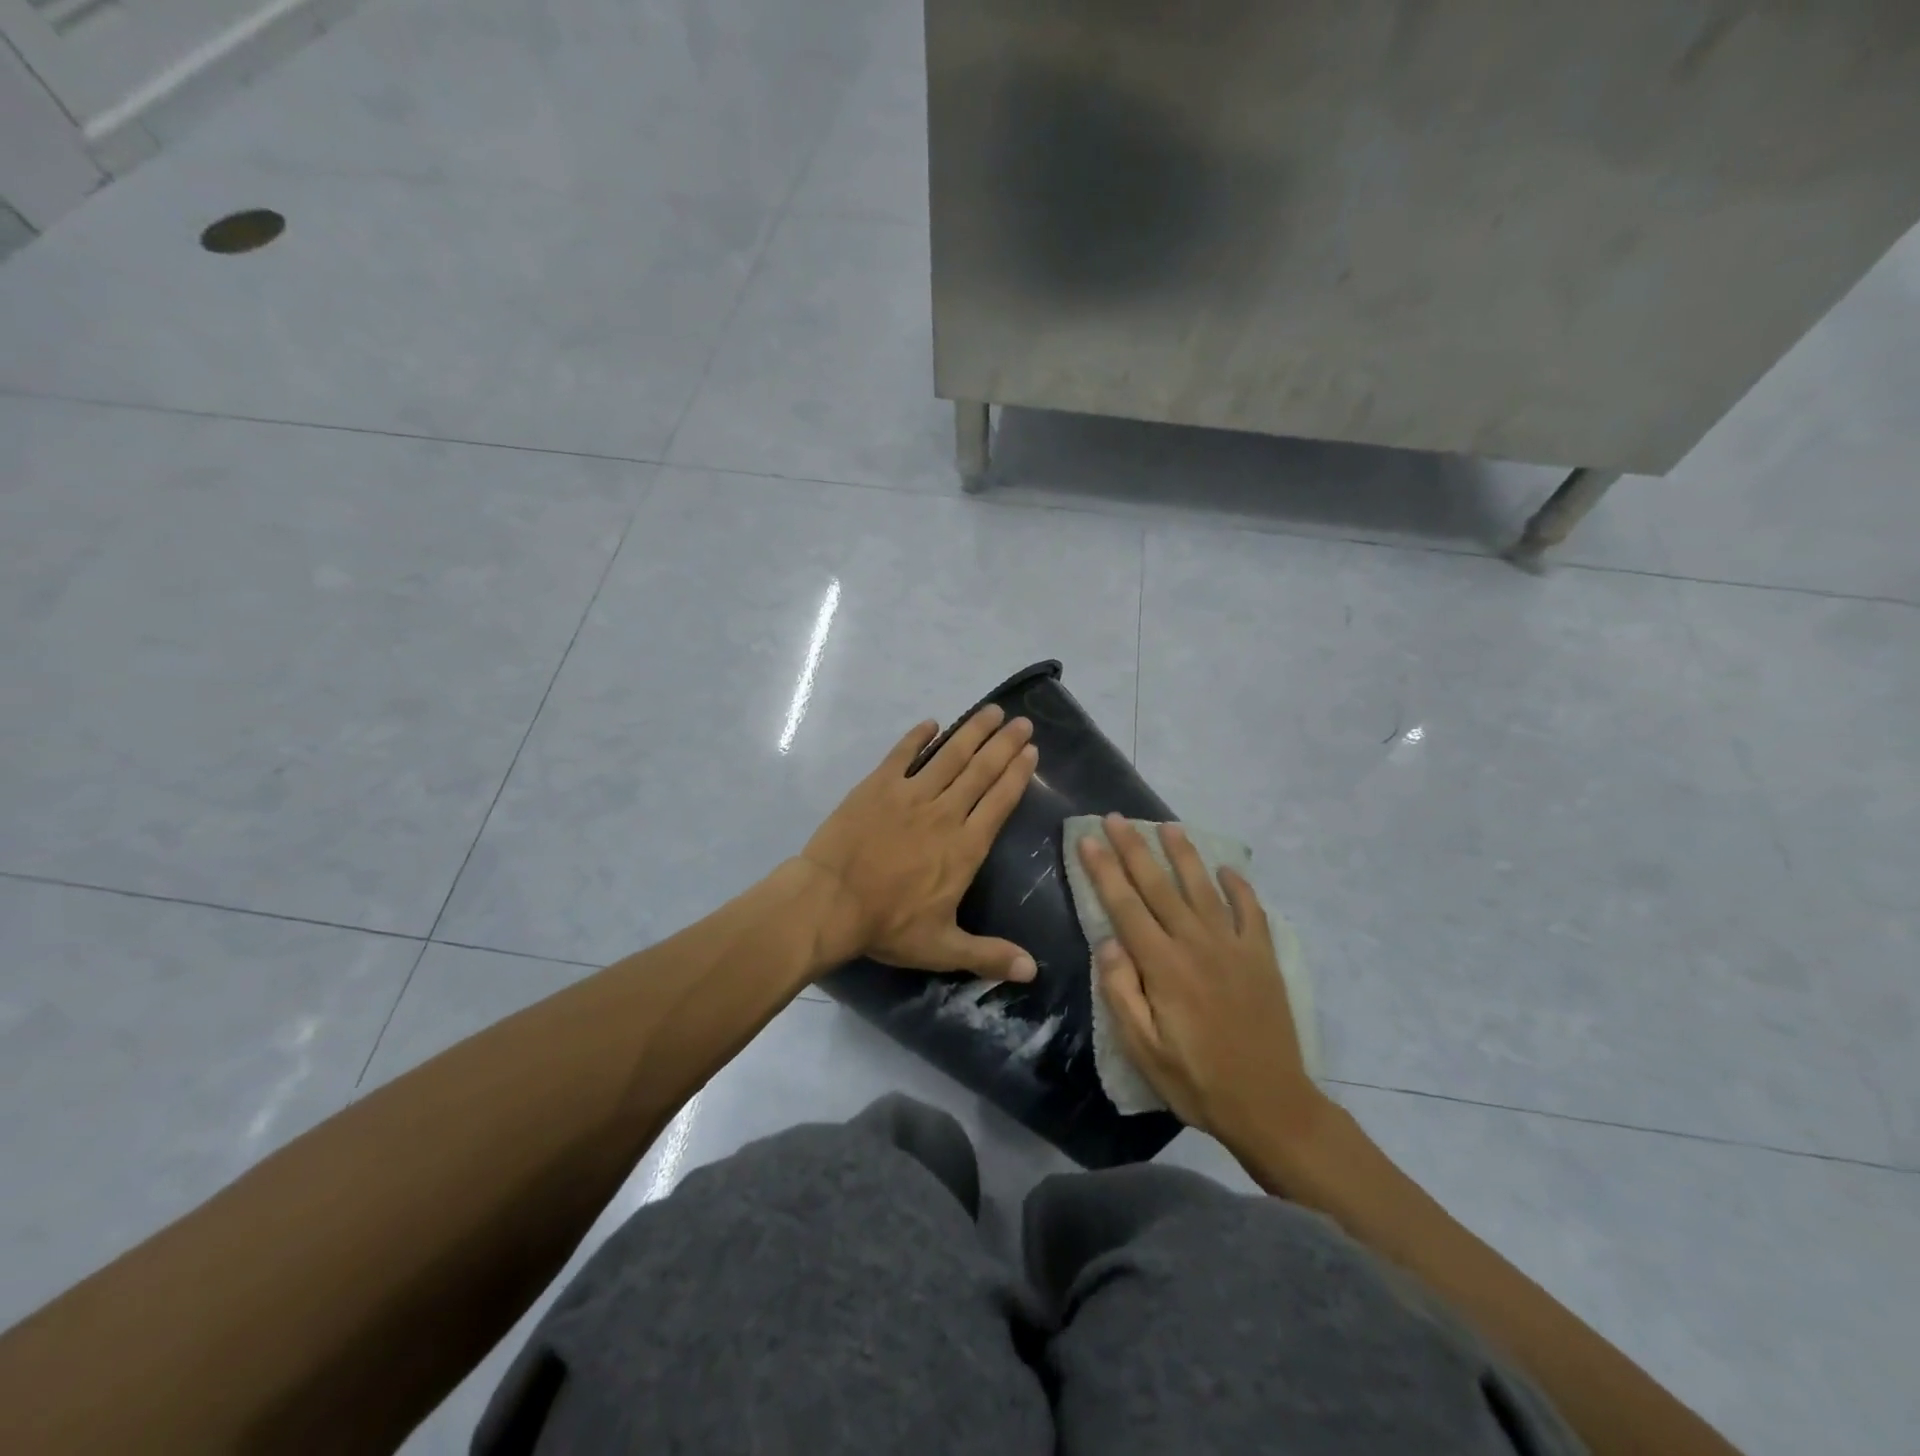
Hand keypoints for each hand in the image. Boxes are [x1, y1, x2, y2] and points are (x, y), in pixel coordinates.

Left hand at [801, 705, 1038, 979]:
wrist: (829, 902)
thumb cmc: (887, 924)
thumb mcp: (942, 947)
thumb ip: (989, 955)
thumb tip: (1033, 971)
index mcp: (965, 847)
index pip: (999, 801)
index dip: (1017, 774)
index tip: (1031, 751)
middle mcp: (945, 812)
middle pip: (981, 770)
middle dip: (1004, 744)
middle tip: (1022, 721)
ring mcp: (910, 794)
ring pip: (949, 755)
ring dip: (972, 732)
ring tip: (991, 711)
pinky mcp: (877, 785)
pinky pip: (902, 754)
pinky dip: (918, 737)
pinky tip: (931, 723)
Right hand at [1076, 815, 1324, 1151]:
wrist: (1272, 1106)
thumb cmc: (1197, 1081)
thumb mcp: (1143, 1050)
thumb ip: (1121, 993)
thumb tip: (1108, 943)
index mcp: (1164, 967)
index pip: (1126, 906)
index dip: (1104, 870)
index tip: (1088, 839)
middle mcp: (1197, 944)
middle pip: (1160, 886)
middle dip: (1134, 849)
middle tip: (1117, 818)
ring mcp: (1235, 947)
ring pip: (1203, 887)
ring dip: (1184, 854)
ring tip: (1167, 826)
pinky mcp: (1263, 957)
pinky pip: (1251, 911)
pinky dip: (1239, 886)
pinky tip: (1227, 869)